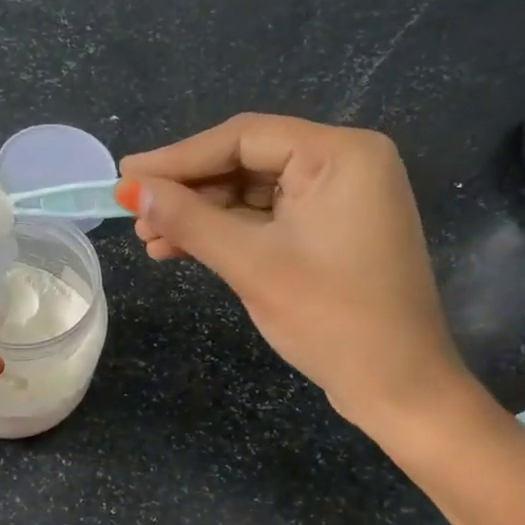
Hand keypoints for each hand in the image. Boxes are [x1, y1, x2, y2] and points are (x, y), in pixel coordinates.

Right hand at [118, 114, 468, 434]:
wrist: (398, 387)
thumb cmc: (332, 319)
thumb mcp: (252, 264)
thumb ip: (190, 219)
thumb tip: (133, 190)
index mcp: (340, 154)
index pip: (243, 137)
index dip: (177, 157)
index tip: (126, 175)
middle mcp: (344, 164)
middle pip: (246, 161)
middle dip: (188, 191)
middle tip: (135, 213)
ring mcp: (340, 199)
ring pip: (251, 193)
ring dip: (200, 215)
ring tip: (150, 239)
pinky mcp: (330, 232)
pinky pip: (267, 219)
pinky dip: (225, 233)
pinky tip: (180, 248)